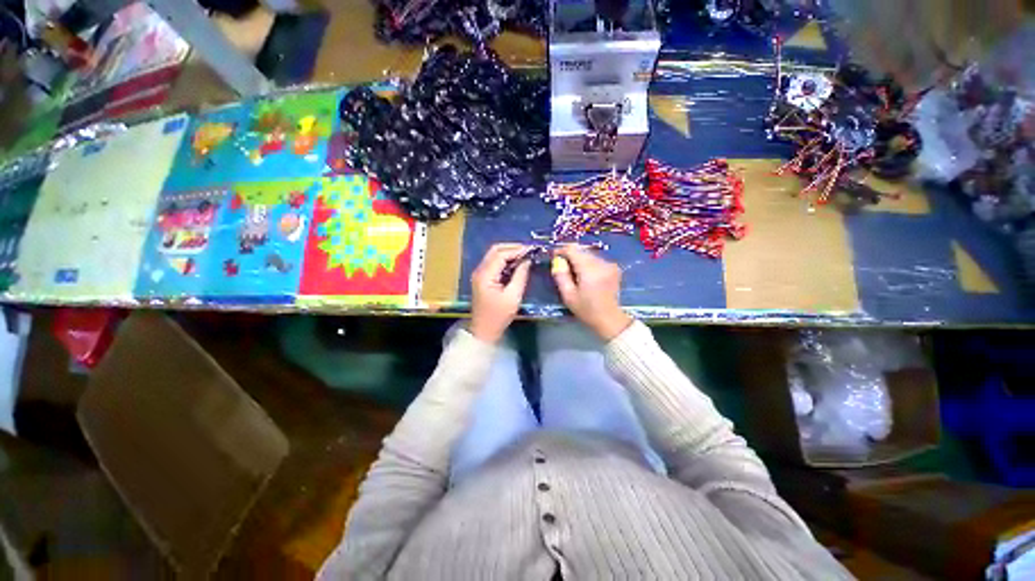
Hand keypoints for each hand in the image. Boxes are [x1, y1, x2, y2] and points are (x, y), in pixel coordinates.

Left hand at [469, 244, 531, 342]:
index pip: (501, 254)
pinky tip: (517, 264)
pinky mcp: (483, 278)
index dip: (517, 249)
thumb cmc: (499, 316)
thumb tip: (527, 261)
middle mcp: (480, 270)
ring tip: (525, 256)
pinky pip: (494, 264)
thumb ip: (520, 275)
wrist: (484, 331)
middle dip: (512, 248)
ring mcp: (480, 274)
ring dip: (509, 254)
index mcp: (485, 274)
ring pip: (494, 255)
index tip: (532, 250)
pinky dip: (505, 261)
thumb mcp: (513, 296)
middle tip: (529, 251)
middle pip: (495, 250)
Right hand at [552, 245, 631, 340]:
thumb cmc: (587, 310)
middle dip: (570, 256)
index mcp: (589, 269)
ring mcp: (609, 264)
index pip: (572, 249)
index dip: (561, 250)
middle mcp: (601, 263)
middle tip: (563, 267)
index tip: (554, 257)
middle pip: (581, 250)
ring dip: (580, 260)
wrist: (609, 319)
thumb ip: (561, 276)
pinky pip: (597, 260)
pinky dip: (589, 264)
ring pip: (589, 254)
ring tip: (574, 273)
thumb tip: (557, 262)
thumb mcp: (568, 296)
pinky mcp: (614, 268)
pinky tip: (587, 276)